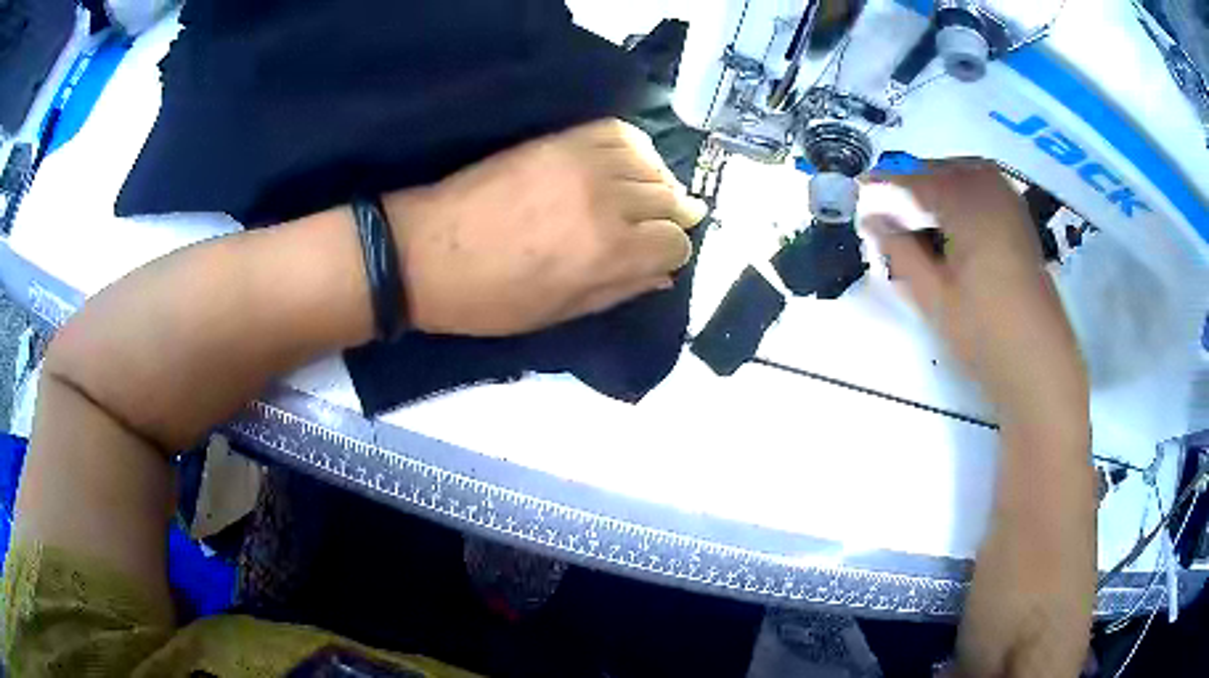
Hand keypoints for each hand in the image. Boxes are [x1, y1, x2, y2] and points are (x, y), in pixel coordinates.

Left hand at [382, 119, 707, 336]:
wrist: (426, 252)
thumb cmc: (490, 298)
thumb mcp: (559, 313)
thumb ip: (619, 289)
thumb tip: (663, 274)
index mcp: (609, 252)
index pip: (675, 242)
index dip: (671, 252)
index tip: (657, 257)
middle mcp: (608, 200)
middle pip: (670, 199)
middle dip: (669, 218)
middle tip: (652, 228)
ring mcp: (583, 162)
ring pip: (651, 164)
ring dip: (656, 182)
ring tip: (642, 196)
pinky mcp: (560, 140)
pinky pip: (618, 132)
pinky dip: (633, 148)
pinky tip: (625, 164)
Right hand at [864, 162, 1087, 436]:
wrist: (1037, 361)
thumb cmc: (983, 332)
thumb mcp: (933, 296)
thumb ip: (899, 250)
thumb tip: (871, 218)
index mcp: (965, 205)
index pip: (914, 179)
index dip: (884, 183)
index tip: (861, 190)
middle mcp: (990, 193)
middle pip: (944, 168)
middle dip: (915, 178)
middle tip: (891, 201)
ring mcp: (1011, 206)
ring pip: (968, 172)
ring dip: (942, 181)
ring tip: (922, 210)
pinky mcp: (1022, 223)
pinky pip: (989, 187)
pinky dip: (967, 191)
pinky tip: (959, 219)